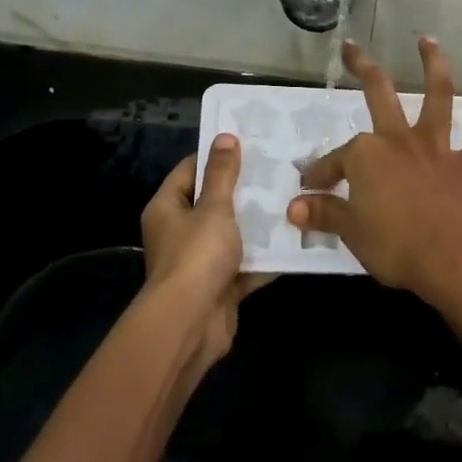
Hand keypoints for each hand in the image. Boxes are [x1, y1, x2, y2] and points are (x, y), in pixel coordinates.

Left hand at [141, 134, 269, 368]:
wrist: (191, 324)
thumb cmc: (196, 256)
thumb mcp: (213, 208)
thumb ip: (222, 174)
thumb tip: (225, 136)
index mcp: (167, 208)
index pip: (189, 171)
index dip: (216, 157)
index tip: (248, 144)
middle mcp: (178, 232)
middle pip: (213, 203)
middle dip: (243, 191)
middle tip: (277, 170)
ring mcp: (199, 262)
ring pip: (232, 235)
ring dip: (257, 224)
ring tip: (290, 200)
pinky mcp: (219, 286)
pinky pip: (244, 265)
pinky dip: (264, 257)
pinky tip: (294, 240)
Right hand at [287, 39, 461, 312]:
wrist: (454, 263)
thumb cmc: (396, 247)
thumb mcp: (350, 232)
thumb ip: (323, 214)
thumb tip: (293, 208)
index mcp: (367, 155)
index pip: (335, 160)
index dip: (321, 173)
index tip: (310, 188)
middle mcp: (400, 140)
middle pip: (379, 93)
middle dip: (362, 68)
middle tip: (352, 47)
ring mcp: (437, 149)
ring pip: (437, 97)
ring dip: (433, 66)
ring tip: (428, 42)